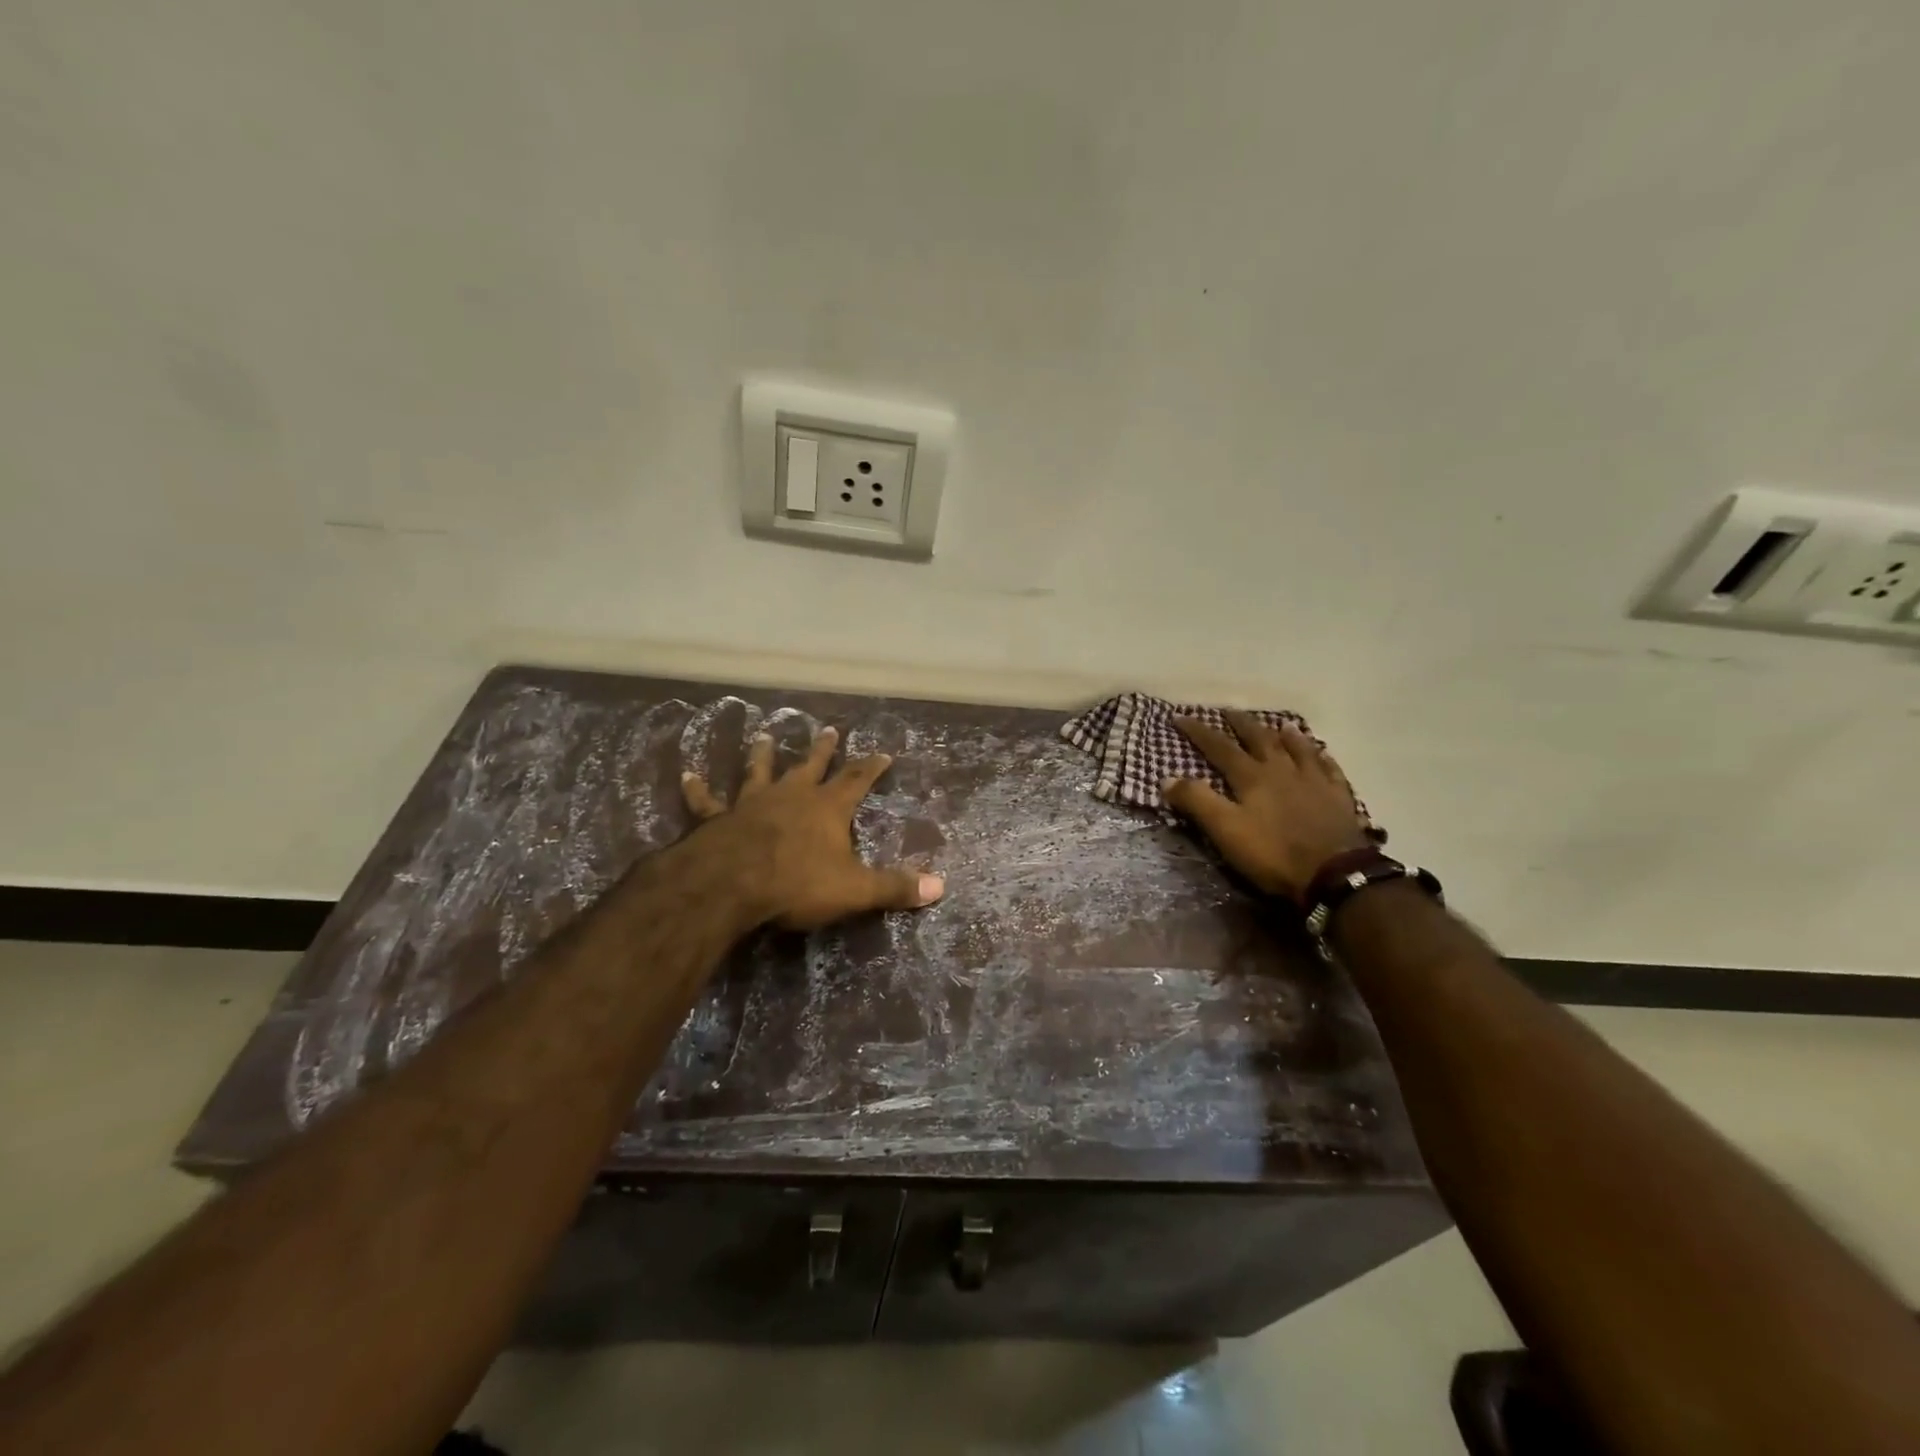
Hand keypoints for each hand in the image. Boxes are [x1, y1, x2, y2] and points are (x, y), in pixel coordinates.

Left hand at [681, 725, 944, 930]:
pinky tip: (687, 776)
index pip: (856, 780)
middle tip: (828, 729)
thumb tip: (941, 887)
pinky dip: (697, 789)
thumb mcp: (855, 889)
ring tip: (763, 734)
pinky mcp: (718, 819)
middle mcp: (792, 796)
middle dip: (823, 750)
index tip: (883, 751)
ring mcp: (752, 803)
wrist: (732, 884)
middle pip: (811, 766)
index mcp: (827, 808)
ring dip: (762, 754)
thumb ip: (894, 887)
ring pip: (759, 771)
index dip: (871, 766)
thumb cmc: (797, 883)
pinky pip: (706, 801)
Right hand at [1163, 711, 1371, 900]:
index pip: (1220, 748)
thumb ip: (1197, 801)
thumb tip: (1167, 777)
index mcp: (1252, 777)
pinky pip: (1330, 769)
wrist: (1335, 874)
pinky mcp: (1339, 798)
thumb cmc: (1273, 853)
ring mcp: (1315, 782)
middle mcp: (1283, 770)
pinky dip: (1323, 758)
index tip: (1180, 716)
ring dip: (1286, 735)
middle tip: (1229, 710)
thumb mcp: (1225, 829)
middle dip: (1241, 724)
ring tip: (1280, 724)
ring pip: (1298, 749)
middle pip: (1260, 739)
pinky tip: (1323, 754)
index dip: (1199, 732)